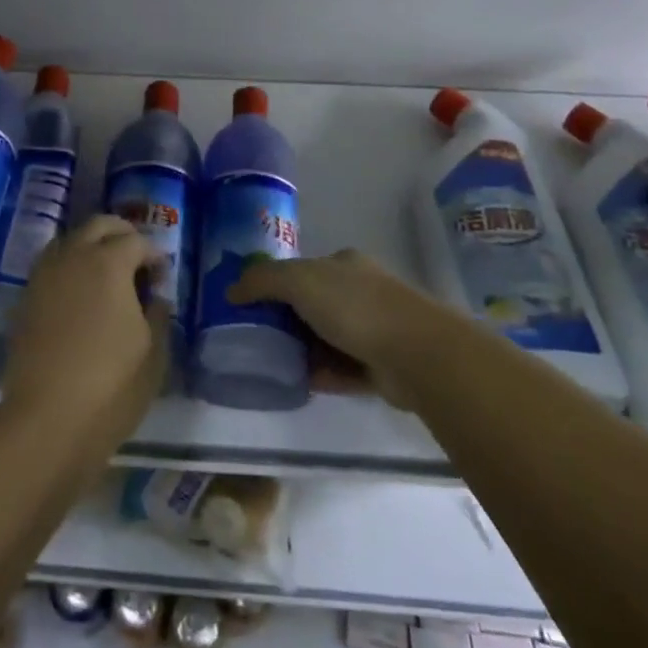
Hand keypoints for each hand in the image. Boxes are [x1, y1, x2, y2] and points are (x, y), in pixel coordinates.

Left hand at [2, 216, 168, 447]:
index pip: (136, 241)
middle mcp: (73, 257)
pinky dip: (69, 266)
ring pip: (69, 240)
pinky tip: (80, 294)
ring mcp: (44, 275)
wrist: (46, 419)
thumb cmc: (111, 385)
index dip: (154, 255)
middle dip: (122, 233)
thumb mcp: (154, 352)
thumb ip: (157, 313)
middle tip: (137, 258)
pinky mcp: (26, 298)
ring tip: (107, 273)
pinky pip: (51, 265)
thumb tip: (152, 296)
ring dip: (91, 246)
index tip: (162, 277)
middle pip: (98, 225)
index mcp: (108, 263)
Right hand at [228, 249, 444, 408]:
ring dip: (303, 350)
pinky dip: (321, 375)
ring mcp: (374, 329)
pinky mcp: (381, 366)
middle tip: (256, 337)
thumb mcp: (298, 281)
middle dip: (288, 320)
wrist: (416, 353)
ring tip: (271, 364)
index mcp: (344, 264)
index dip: (277, 284)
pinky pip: (342, 369)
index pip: (304, 269)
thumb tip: (231, 290)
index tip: (251, 305)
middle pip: (314, 304)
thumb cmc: (354, 306)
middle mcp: (361, 291)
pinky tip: (297, 383)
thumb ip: (262, 280)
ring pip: (328, 338)